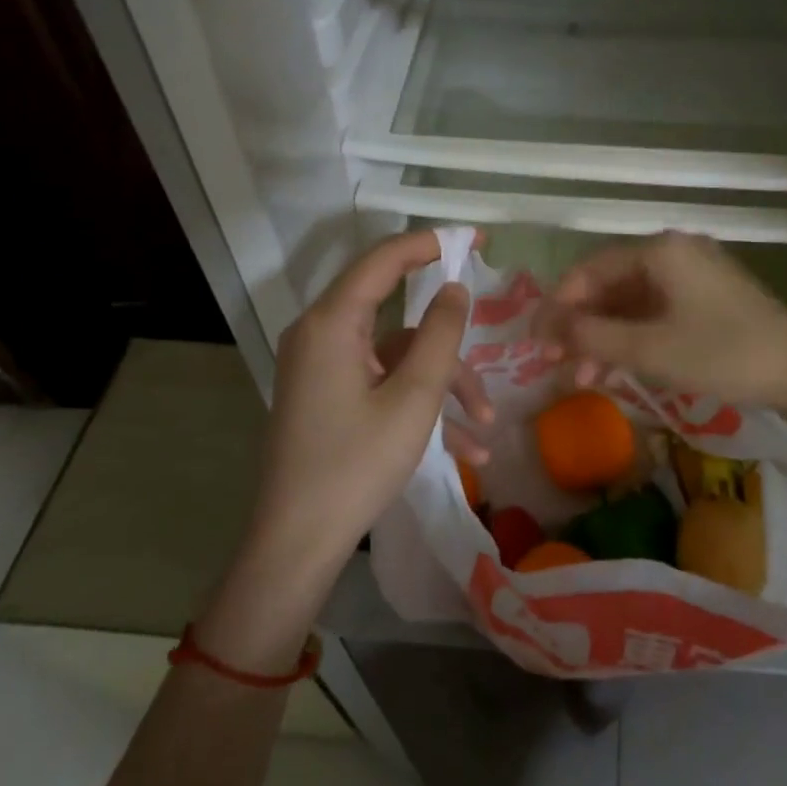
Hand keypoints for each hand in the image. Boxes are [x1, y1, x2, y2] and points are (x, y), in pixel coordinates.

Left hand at [248, 229, 490, 571]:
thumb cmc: (356, 465)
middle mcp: (320, 336)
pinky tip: (462, 449)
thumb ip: (439, 334)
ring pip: (397, 358)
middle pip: (397, 318)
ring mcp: (322, 369)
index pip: (383, 260)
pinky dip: (418, 405)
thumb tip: (455, 288)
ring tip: (483, 427)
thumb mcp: (413, 399)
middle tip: (491, 349)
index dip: (430, 243)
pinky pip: (381, 384)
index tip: (475, 241)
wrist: (295, 544)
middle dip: (448, 347)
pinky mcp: (327, 397)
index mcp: (331, 323)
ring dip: (442, 387)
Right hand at [531, 232, 786, 416]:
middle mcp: (674, 253)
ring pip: (631, 303)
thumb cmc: (722, 355)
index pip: (589, 270)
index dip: (557, 305)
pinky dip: (632, 339)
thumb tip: (544, 326)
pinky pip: (656, 312)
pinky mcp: (708, 300)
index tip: (535, 341)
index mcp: (659, 251)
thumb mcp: (649, 349)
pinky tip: (616, 369)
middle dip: (579, 326)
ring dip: (603, 338)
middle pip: (609, 285)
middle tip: (554, 362)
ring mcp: (694, 276)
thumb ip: (590, 336)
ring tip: (582, 378)